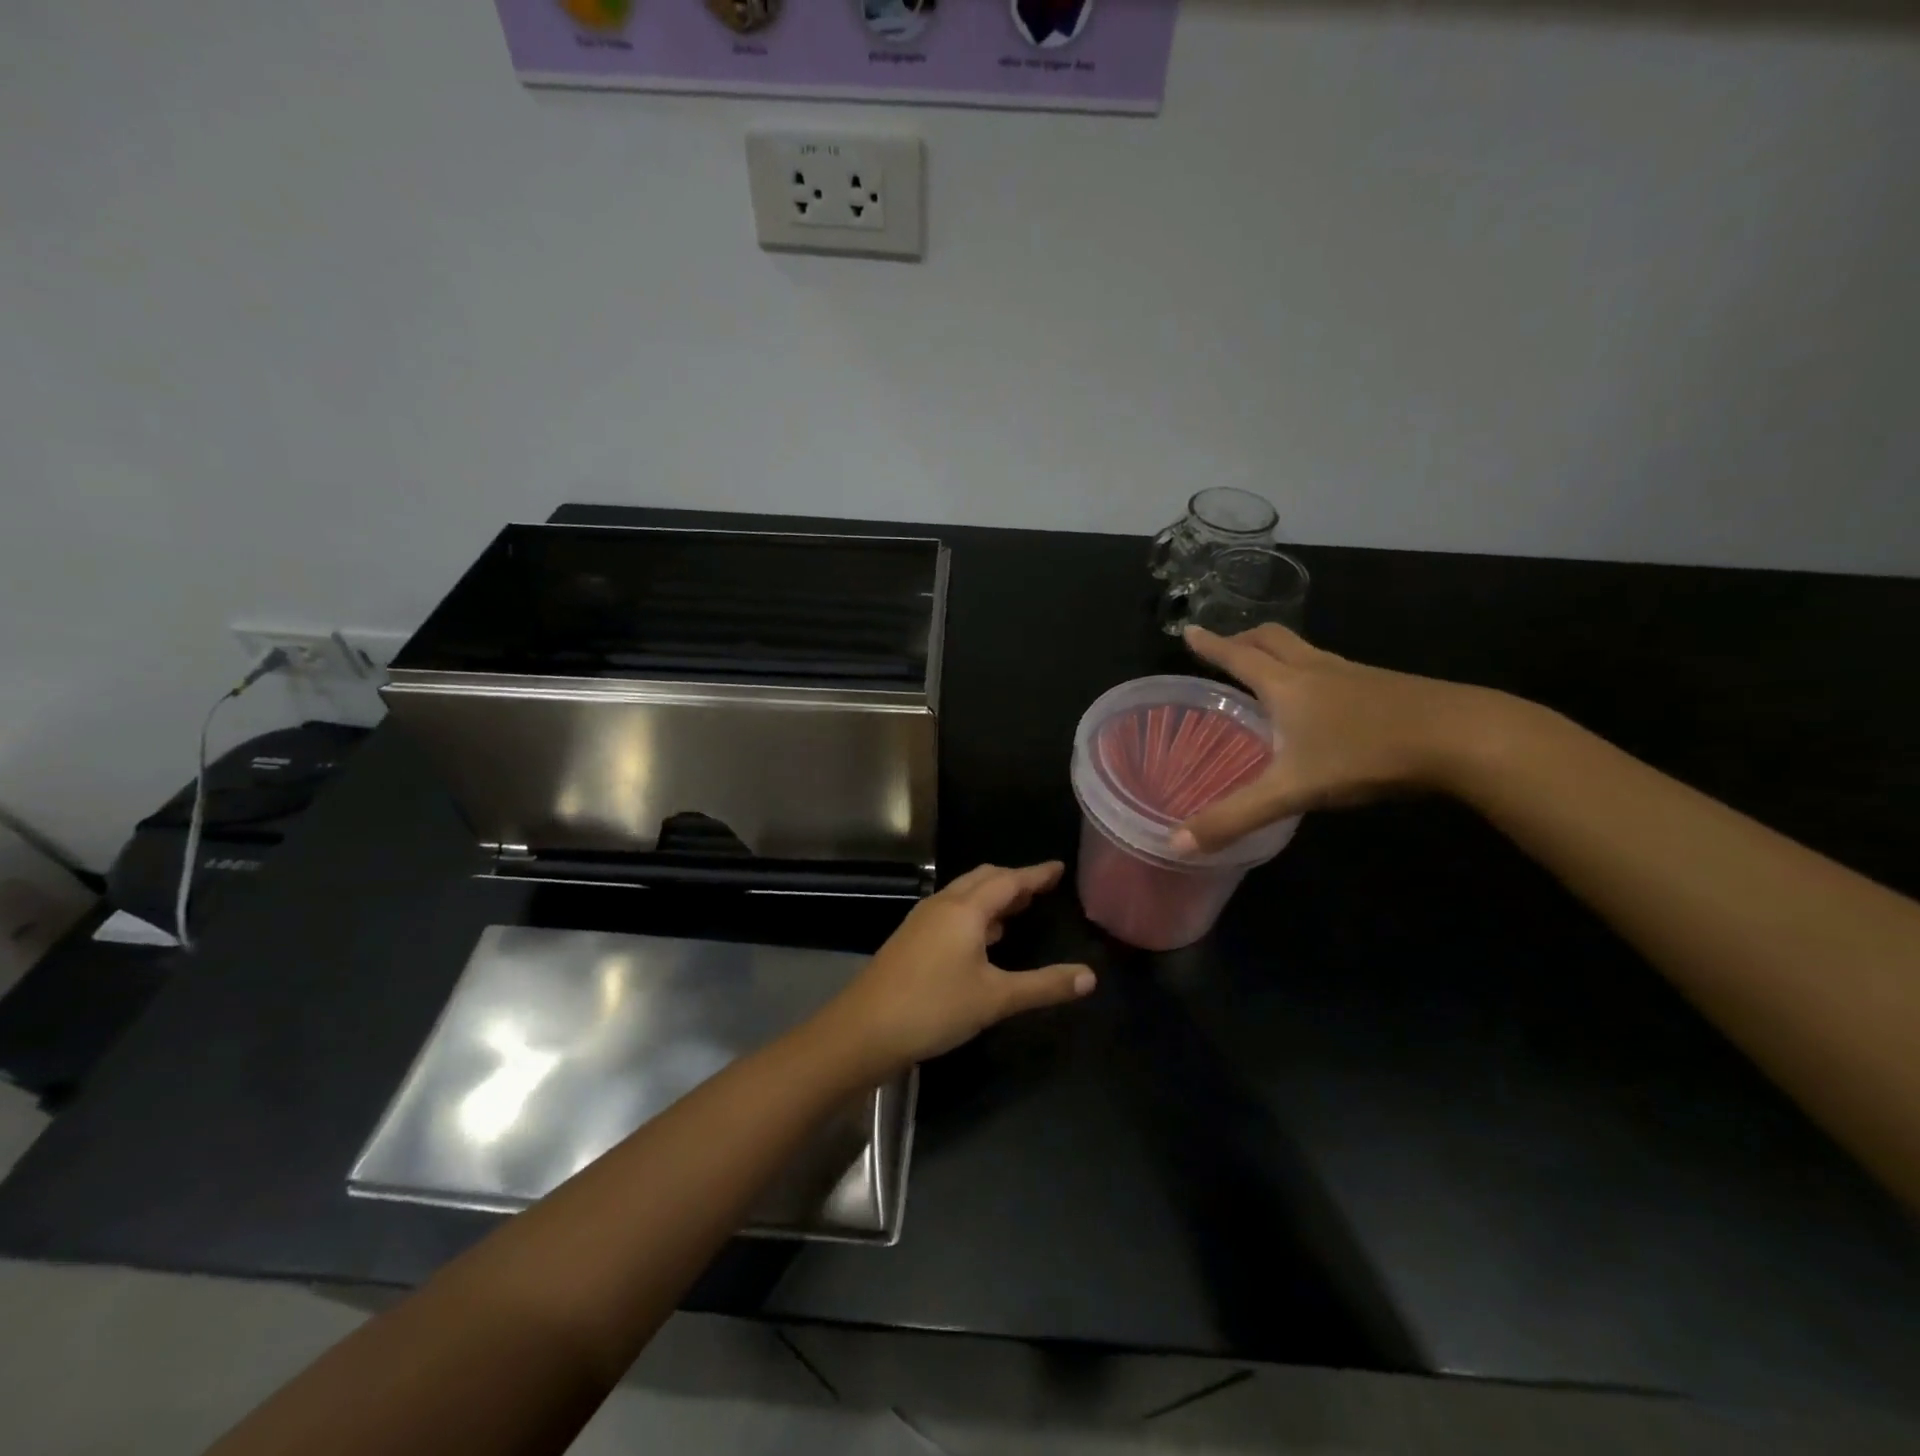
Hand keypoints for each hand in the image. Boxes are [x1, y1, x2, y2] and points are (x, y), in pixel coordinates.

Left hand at [829, 862, 1094, 1070]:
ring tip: (1018, 908)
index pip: (1009, 880)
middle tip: (1040, 887)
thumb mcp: (996, 999)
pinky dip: (975, 913)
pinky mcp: (911, 939)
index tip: (1058, 868)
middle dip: (1013, 880)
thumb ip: (1044, 985)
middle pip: (983, 879)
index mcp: (965, 910)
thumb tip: (1090, 977)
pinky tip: (983, 938)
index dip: (1036, 874)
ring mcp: (922, 920)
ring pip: (964, 894)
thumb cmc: (934, 1007)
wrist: (864, 1030)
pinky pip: (951, 912)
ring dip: (992, 896)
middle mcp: (943, 905)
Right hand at [1173, 624, 1505, 852]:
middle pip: (1272, 639)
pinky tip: (1322, 702)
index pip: (1236, 656)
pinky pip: (1334, 668)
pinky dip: (1311, 672)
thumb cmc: (1365, 754)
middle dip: (1244, 638)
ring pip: (1306, 650)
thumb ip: (1234, 817)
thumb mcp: (1291, 791)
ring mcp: (1354, 674)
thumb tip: (1176, 845)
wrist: (1463, 737)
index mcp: (1285, 684)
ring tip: (1267, 670)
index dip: (1209, 645)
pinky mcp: (1384, 687)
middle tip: (1226, 645)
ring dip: (1279, 652)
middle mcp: (1316, 669)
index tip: (1188, 630)